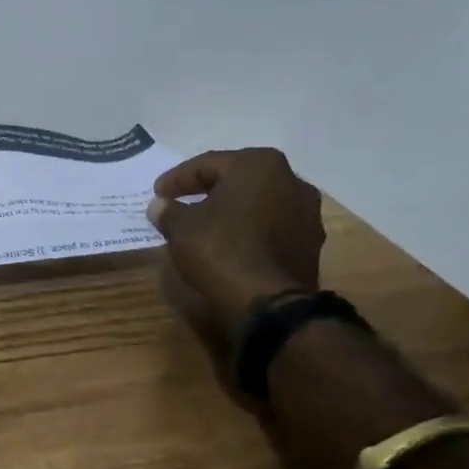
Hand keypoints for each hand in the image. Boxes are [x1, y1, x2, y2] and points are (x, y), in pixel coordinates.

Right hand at [147, 149, 323, 320]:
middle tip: (180, 203)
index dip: (177, 179)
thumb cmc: (221, 249)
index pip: (208, 164)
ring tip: (204, 226)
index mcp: (259, 164)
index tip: (157, 193)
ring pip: (257, 204)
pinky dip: (249, 231)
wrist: (270, 304)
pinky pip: (271, 228)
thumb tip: (160, 206)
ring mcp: (307, 214)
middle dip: (207, 191)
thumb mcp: (181, 227)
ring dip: (231, 211)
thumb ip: (168, 211)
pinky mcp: (311, 245)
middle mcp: (291, 181)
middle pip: (237, 180)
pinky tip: (229, 244)